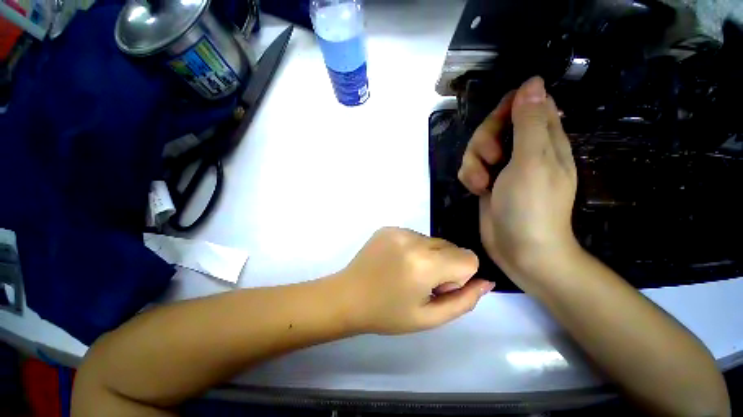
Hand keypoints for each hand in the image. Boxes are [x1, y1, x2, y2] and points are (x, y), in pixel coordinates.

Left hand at [335, 227, 494, 334]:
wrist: (348, 296)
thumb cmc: (387, 313)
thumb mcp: (429, 318)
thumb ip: (464, 301)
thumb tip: (486, 281)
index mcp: (424, 264)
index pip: (468, 258)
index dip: (459, 276)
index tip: (439, 288)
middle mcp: (413, 240)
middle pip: (452, 246)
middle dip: (445, 265)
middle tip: (421, 282)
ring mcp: (398, 230)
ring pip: (434, 241)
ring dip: (430, 256)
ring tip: (407, 272)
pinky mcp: (388, 227)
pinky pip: (416, 235)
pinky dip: (414, 248)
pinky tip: (396, 262)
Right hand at [458, 77, 579, 284]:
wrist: (520, 248)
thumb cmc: (532, 205)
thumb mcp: (533, 160)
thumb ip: (530, 122)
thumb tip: (532, 82)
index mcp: (543, 138)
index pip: (524, 104)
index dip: (507, 108)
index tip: (498, 124)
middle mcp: (522, 149)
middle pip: (493, 126)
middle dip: (484, 141)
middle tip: (493, 160)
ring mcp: (502, 168)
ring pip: (477, 148)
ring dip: (473, 163)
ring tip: (482, 183)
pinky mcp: (486, 182)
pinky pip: (470, 168)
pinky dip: (470, 177)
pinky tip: (477, 191)